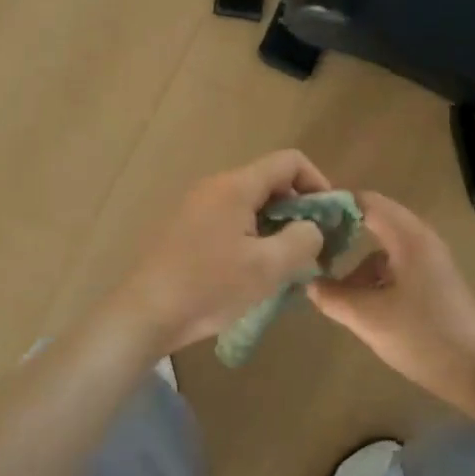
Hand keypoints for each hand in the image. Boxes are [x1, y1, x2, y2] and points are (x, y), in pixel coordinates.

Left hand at [110, 150, 333, 354]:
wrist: (145, 314)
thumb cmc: (209, 287)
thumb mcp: (268, 267)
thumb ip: (302, 240)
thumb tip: (312, 229)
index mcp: (236, 186)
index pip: (289, 161)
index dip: (318, 182)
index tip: (329, 219)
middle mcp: (216, 187)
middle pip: (270, 182)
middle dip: (299, 210)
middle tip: (312, 248)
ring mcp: (197, 207)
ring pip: (251, 205)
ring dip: (276, 227)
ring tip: (287, 265)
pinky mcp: (187, 229)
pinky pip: (231, 221)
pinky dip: (253, 237)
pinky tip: (255, 272)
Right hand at [310, 192, 474, 407]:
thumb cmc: (423, 337)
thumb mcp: (368, 317)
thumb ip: (332, 296)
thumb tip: (308, 282)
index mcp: (408, 237)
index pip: (366, 201)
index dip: (334, 204)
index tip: (304, 218)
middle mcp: (421, 239)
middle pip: (375, 220)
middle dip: (343, 230)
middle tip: (311, 246)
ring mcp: (431, 260)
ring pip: (385, 246)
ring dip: (359, 259)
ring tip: (333, 284)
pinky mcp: (435, 282)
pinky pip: (397, 264)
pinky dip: (376, 275)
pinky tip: (363, 302)